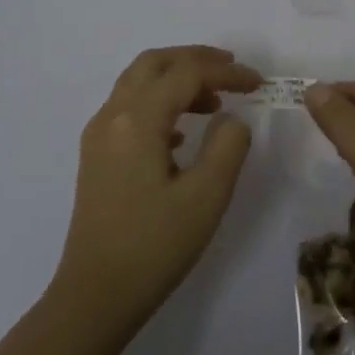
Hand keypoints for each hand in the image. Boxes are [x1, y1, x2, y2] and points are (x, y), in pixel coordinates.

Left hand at [52, 45, 261, 332]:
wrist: (95, 295)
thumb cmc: (154, 246)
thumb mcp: (206, 197)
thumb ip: (228, 146)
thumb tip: (230, 118)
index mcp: (137, 120)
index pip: (186, 74)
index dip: (226, 73)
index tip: (259, 84)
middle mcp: (111, 116)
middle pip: (154, 64)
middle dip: (195, 59)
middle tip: (232, 70)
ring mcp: (98, 136)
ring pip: (138, 83)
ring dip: (176, 80)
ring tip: (214, 102)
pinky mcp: (96, 156)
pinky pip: (129, 109)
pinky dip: (159, 103)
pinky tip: (183, 134)